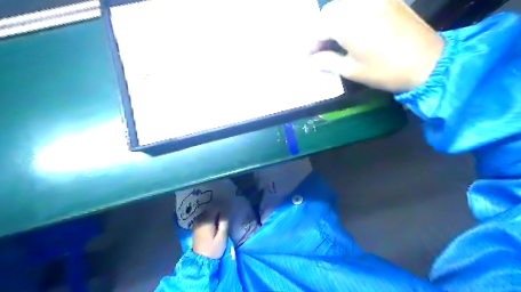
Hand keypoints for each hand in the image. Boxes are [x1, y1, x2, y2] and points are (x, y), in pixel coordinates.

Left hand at [191, 206, 228, 258]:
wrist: (200, 262)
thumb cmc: (213, 249)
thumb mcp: (222, 236)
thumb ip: (224, 222)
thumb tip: (225, 210)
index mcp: (206, 221)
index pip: (215, 207)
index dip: (222, 207)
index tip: (228, 212)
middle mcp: (199, 220)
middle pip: (210, 209)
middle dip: (218, 210)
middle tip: (226, 217)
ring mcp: (196, 224)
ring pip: (207, 213)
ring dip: (214, 214)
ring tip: (221, 220)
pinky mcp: (196, 228)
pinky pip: (204, 218)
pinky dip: (210, 218)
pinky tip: (214, 224)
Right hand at [309, 0, 443, 92]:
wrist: (427, 62)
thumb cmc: (384, 71)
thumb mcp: (350, 69)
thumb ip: (326, 62)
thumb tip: (307, 63)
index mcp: (346, 22)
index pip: (318, 29)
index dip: (309, 45)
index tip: (306, 60)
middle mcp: (357, 3)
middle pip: (328, 13)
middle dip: (320, 32)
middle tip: (319, 51)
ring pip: (342, 6)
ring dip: (332, 23)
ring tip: (332, 43)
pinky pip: (358, 3)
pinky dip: (348, 15)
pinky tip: (348, 31)